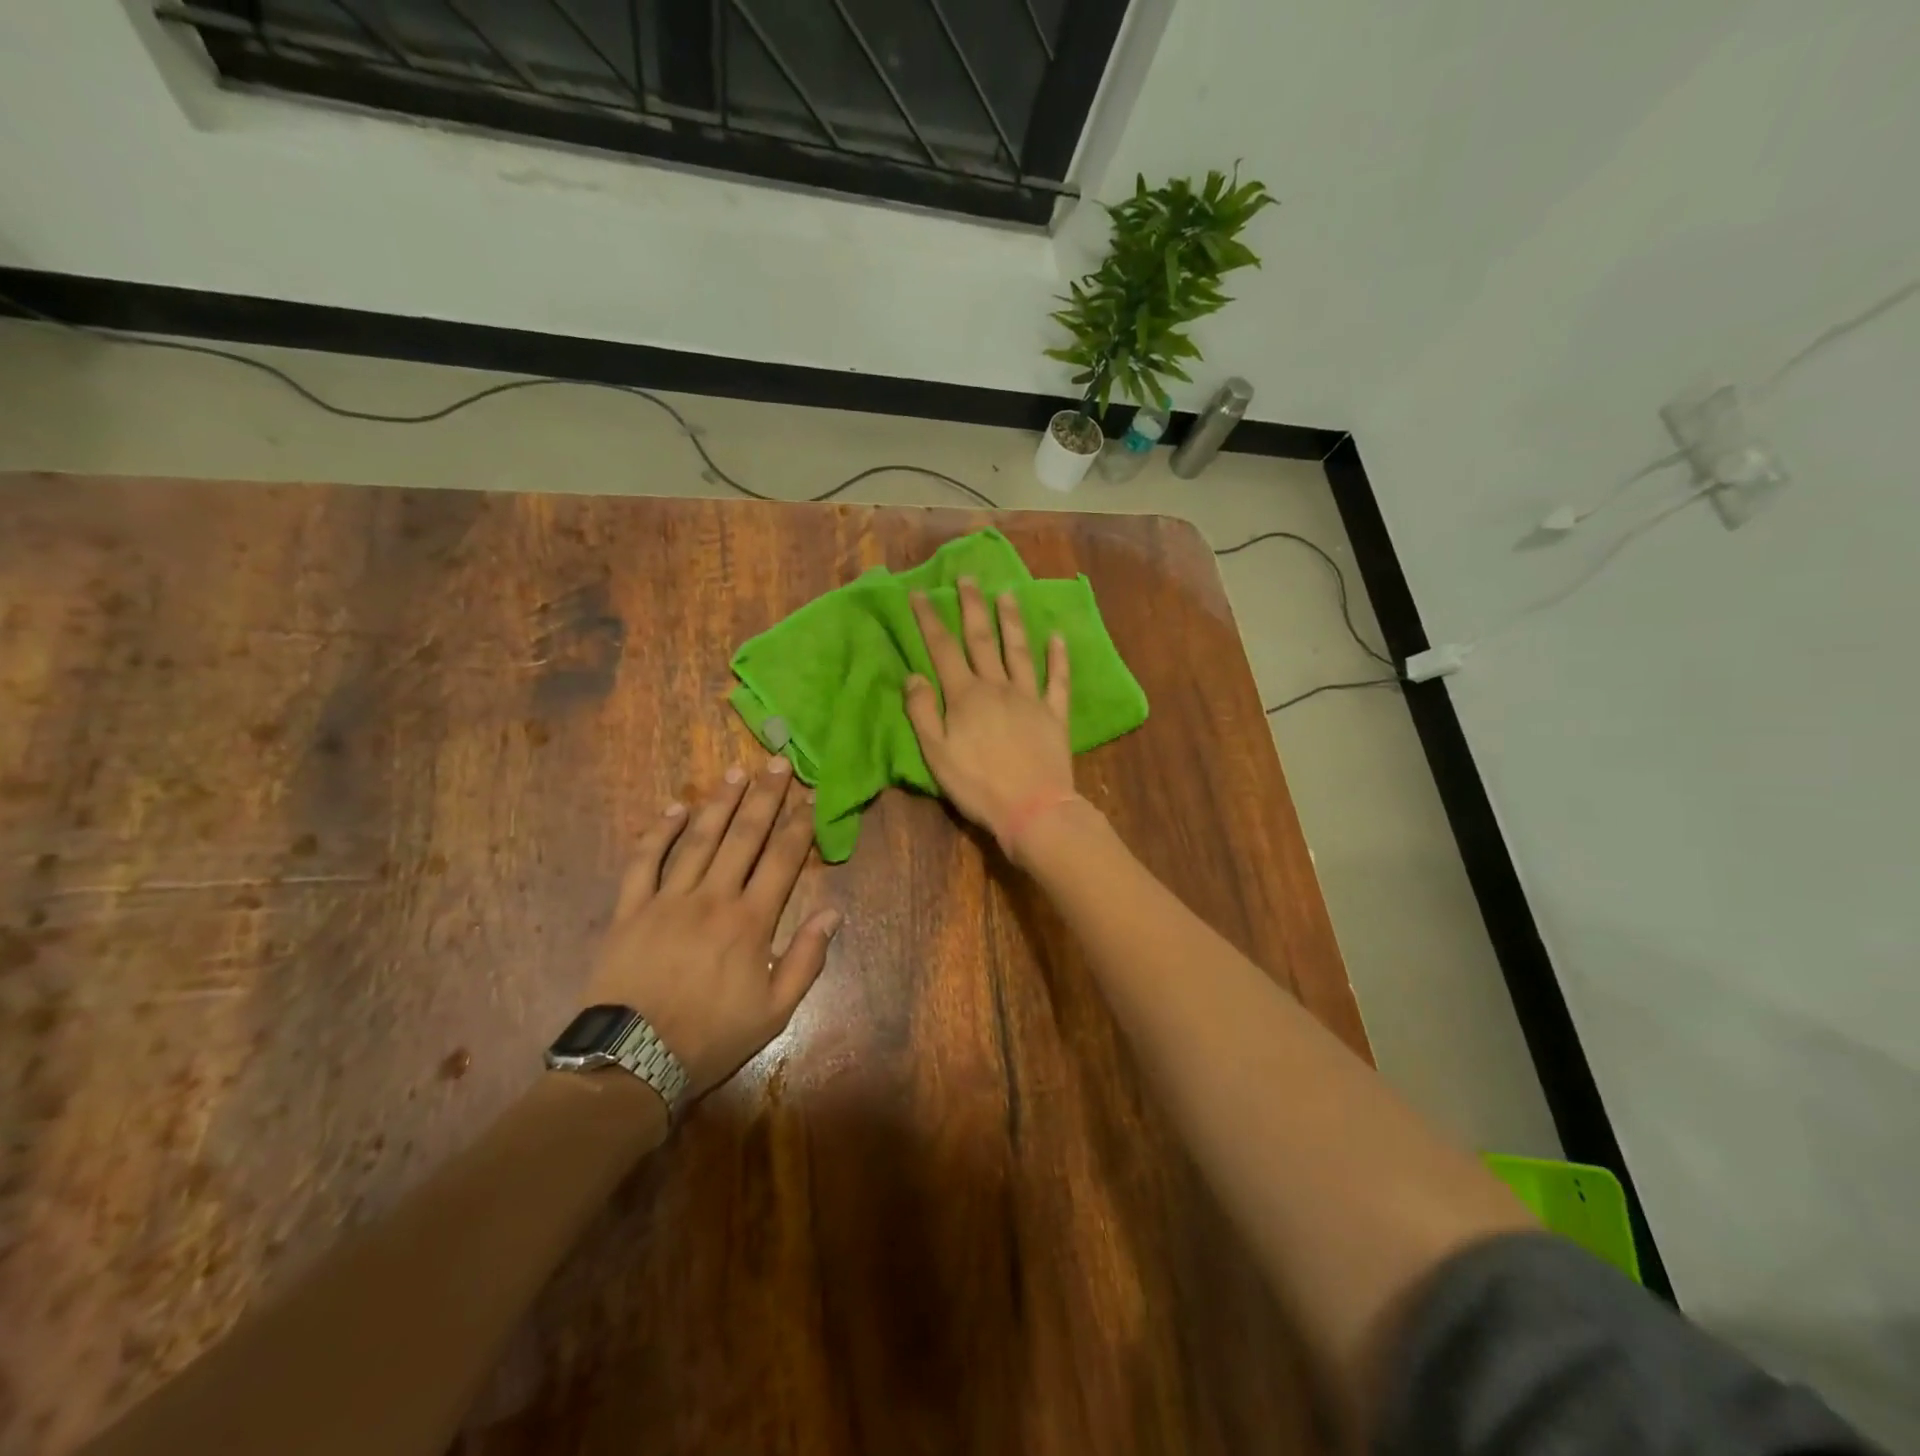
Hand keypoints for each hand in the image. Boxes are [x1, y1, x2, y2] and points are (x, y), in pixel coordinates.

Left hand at [582, 759, 840, 1098]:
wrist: (633, 1061)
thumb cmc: (711, 1037)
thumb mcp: (775, 1010)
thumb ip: (806, 958)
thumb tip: (833, 912)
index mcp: (750, 921)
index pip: (782, 859)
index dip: (798, 825)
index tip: (810, 796)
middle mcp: (712, 897)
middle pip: (743, 836)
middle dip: (764, 797)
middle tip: (776, 762)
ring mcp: (667, 899)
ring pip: (698, 839)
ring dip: (719, 803)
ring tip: (736, 772)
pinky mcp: (630, 909)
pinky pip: (644, 861)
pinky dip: (658, 832)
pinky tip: (674, 808)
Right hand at [905, 578, 1073, 847]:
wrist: (1032, 809)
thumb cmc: (978, 785)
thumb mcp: (936, 754)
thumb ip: (923, 712)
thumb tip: (913, 675)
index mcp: (966, 696)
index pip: (943, 649)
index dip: (929, 620)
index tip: (920, 594)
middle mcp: (998, 686)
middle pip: (982, 639)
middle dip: (972, 606)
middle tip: (967, 578)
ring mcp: (1030, 697)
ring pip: (1019, 650)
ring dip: (1011, 621)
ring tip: (1007, 594)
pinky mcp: (1055, 714)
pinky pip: (1057, 680)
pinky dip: (1058, 657)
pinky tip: (1058, 637)